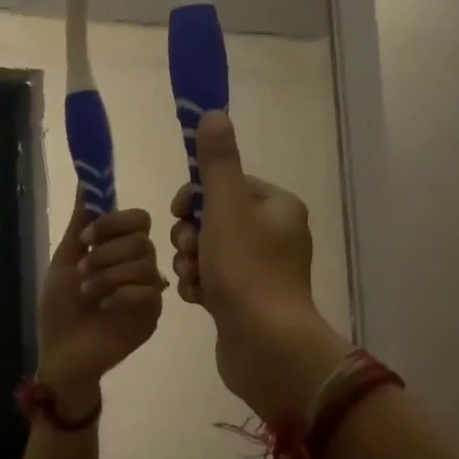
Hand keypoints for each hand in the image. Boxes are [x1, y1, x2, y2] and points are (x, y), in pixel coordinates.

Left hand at [36, 206, 165, 405]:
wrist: (63, 353)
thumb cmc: (61, 309)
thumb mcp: (65, 262)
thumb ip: (79, 225)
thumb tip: (84, 183)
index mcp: (118, 250)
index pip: (138, 219)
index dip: (114, 222)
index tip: (85, 239)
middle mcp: (138, 266)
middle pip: (142, 239)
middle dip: (107, 252)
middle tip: (83, 271)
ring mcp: (148, 291)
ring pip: (145, 264)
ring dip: (108, 274)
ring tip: (87, 292)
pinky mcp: (152, 315)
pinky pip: (148, 292)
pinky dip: (122, 294)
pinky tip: (105, 306)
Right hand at [170, 112, 350, 419]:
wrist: (265, 345)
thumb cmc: (246, 271)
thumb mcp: (226, 209)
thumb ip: (216, 164)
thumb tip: (212, 113)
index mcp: (277, 207)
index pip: (226, 185)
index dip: (196, 197)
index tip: (181, 214)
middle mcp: (274, 235)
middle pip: (213, 218)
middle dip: (190, 235)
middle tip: (192, 252)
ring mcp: (261, 270)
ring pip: (207, 250)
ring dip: (190, 262)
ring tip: (194, 281)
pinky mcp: (247, 300)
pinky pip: (211, 279)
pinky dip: (199, 286)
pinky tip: (198, 300)